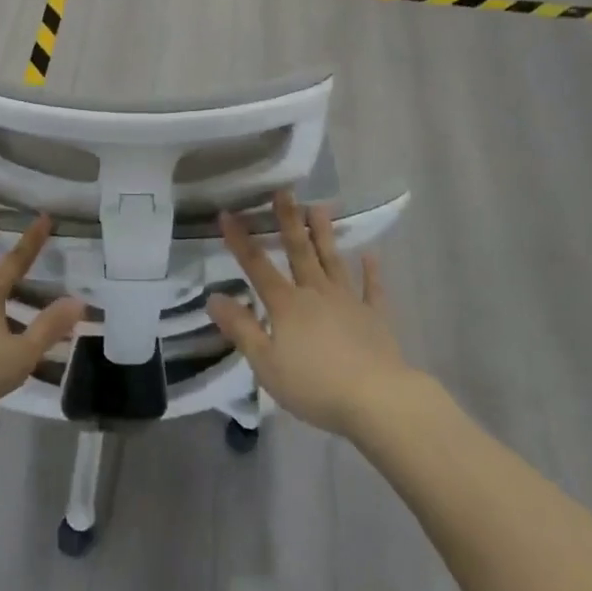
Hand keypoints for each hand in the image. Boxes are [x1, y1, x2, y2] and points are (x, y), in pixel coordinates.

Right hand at [207, 191, 412, 437]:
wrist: (378, 400)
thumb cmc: (315, 385)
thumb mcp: (266, 363)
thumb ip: (241, 328)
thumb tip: (213, 297)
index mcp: (286, 304)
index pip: (257, 266)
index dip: (240, 240)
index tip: (227, 212)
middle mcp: (316, 293)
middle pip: (299, 251)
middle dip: (288, 220)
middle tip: (284, 191)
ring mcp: (348, 302)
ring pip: (333, 260)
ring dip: (325, 234)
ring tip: (319, 207)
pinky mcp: (375, 318)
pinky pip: (372, 290)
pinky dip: (372, 272)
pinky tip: (371, 254)